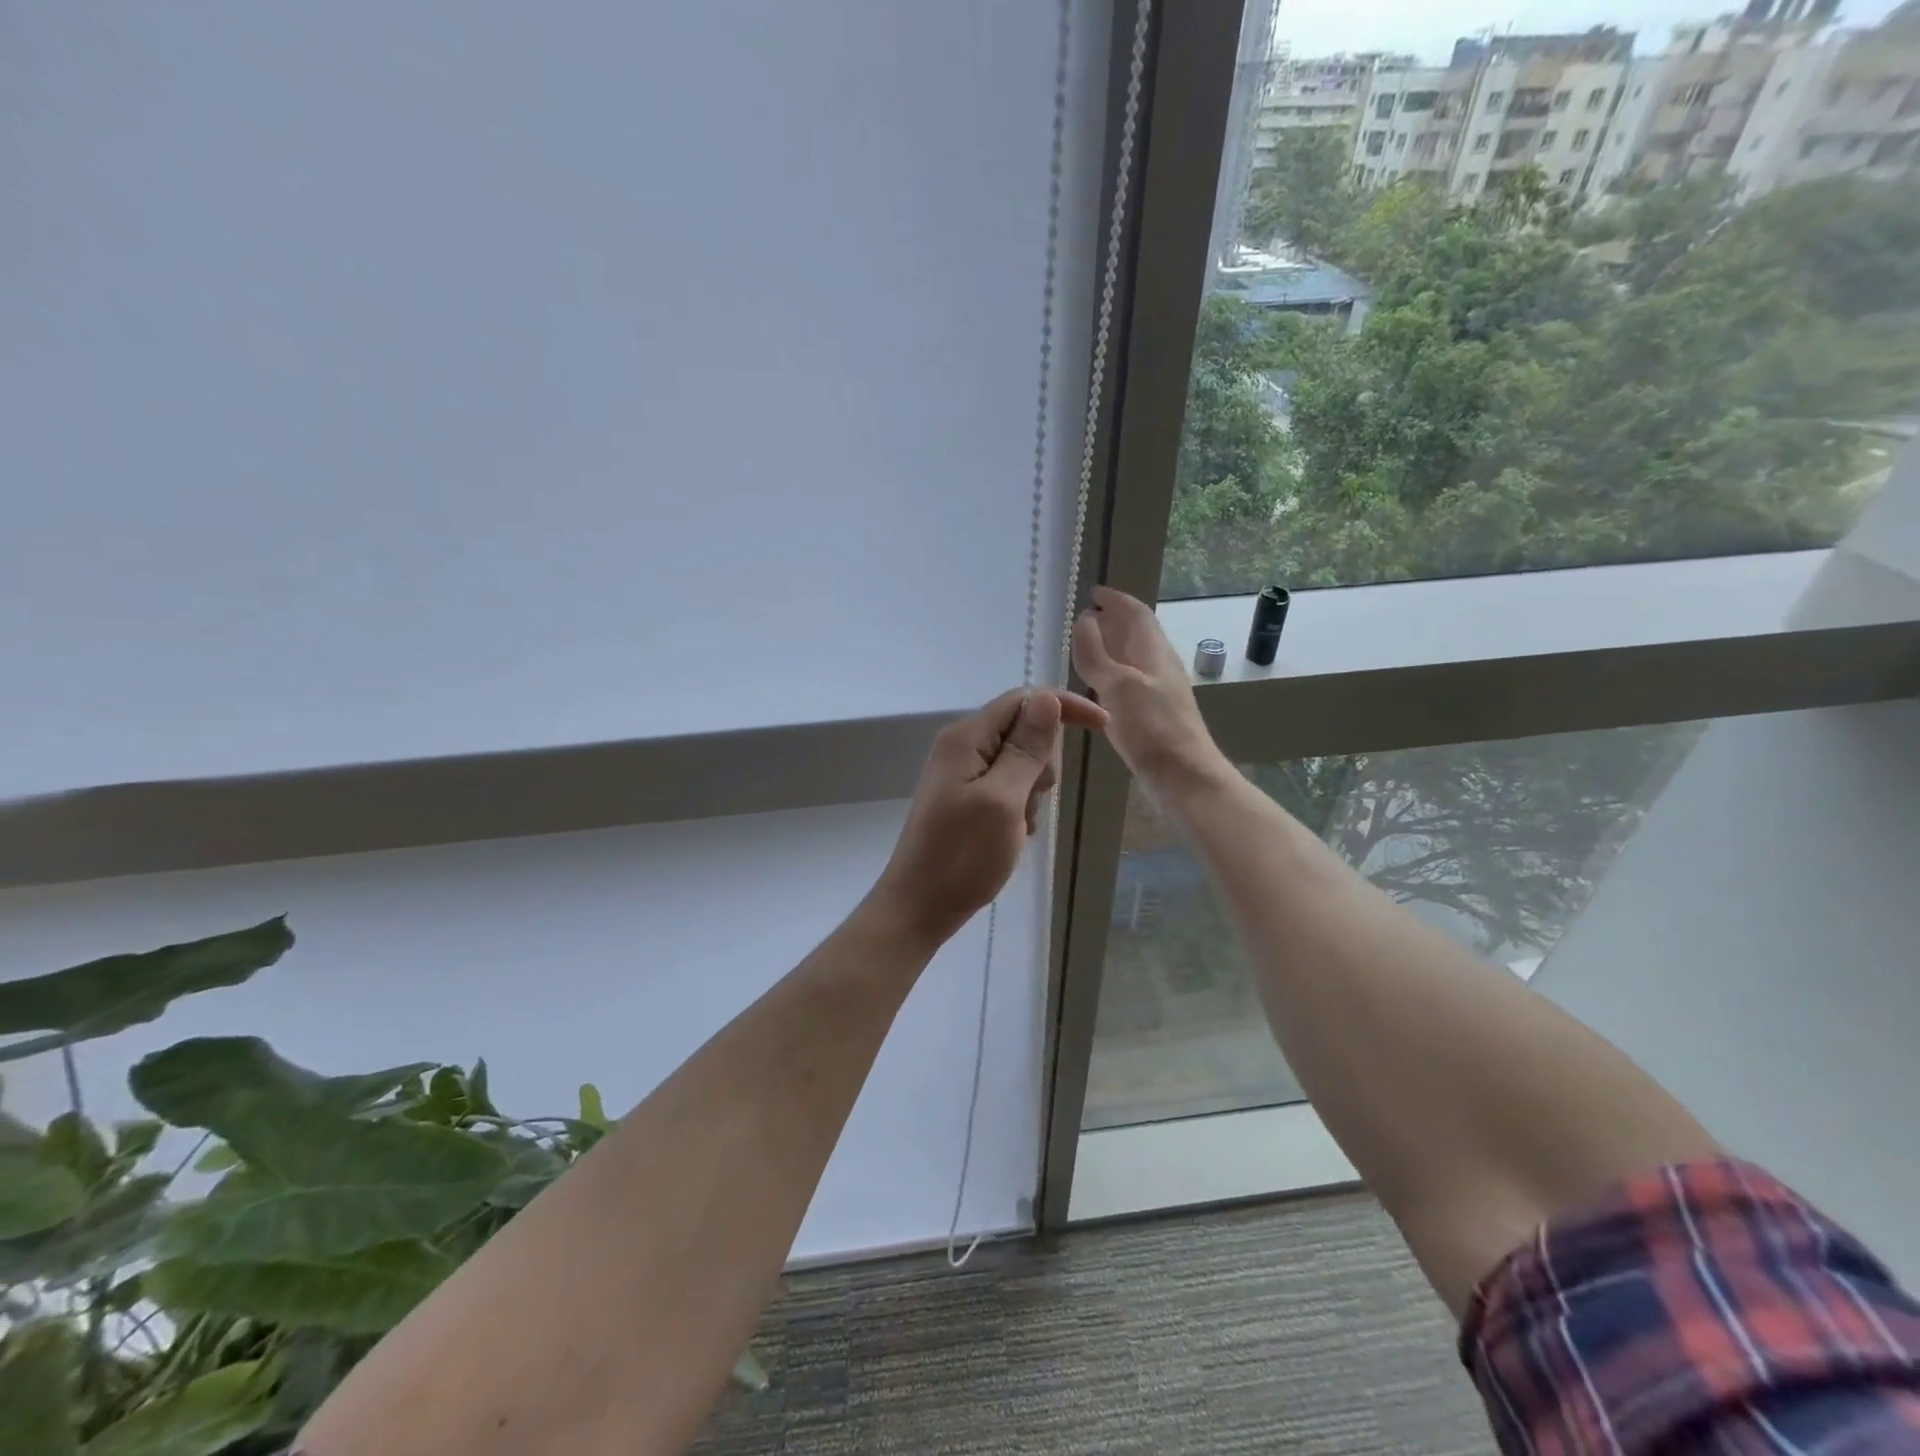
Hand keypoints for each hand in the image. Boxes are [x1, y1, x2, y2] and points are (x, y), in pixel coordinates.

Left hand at [869, 687, 1107, 946]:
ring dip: (1031, 791)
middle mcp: (961, 748)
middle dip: (1042, 763)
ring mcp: (961, 774)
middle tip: (1032, 801)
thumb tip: (1047, 699)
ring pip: (1018, 763)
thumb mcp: (1003, 800)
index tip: (1103, 726)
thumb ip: (1026, 749)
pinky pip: (1006, 788)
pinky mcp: (964, 799)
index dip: (1063, 707)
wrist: (919, 907)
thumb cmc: (962, 856)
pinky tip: (1012, 836)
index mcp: (966, 738)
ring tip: (1018, 826)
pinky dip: (1018, 808)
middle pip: (1022, 731)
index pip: (1023, 700)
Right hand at [1071, 586, 1222, 786]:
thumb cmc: (1152, 728)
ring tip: (1084, 648)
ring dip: (1111, 647)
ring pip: (1132, 658)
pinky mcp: (1151, 715)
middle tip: (1084, 617)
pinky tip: (1096, 688)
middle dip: (1112, 621)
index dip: (1116, 600)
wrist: (1184, 778)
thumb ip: (1096, 654)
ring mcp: (1156, 691)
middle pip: (1136, 633)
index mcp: (1153, 651)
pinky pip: (1128, 683)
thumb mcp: (1118, 685)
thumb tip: (1084, 620)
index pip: (1136, 613)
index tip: (1092, 592)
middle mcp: (1157, 665)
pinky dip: (1111, 674)